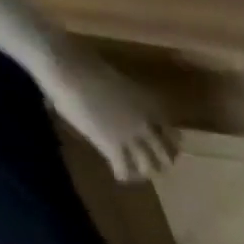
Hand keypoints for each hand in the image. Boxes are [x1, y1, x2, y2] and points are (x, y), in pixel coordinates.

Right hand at [33, 38, 176, 182]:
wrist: (69, 67)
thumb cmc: (86, 66)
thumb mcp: (121, 85)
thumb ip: (129, 101)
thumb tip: (122, 106)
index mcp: (152, 109)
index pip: (173, 135)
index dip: (172, 146)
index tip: (171, 150)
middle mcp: (147, 126)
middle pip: (166, 155)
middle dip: (163, 163)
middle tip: (157, 167)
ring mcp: (131, 137)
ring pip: (149, 165)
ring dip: (145, 172)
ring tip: (139, 175)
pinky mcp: (112, 145)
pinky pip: (123, 167)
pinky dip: (123, 175)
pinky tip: (120, 177)